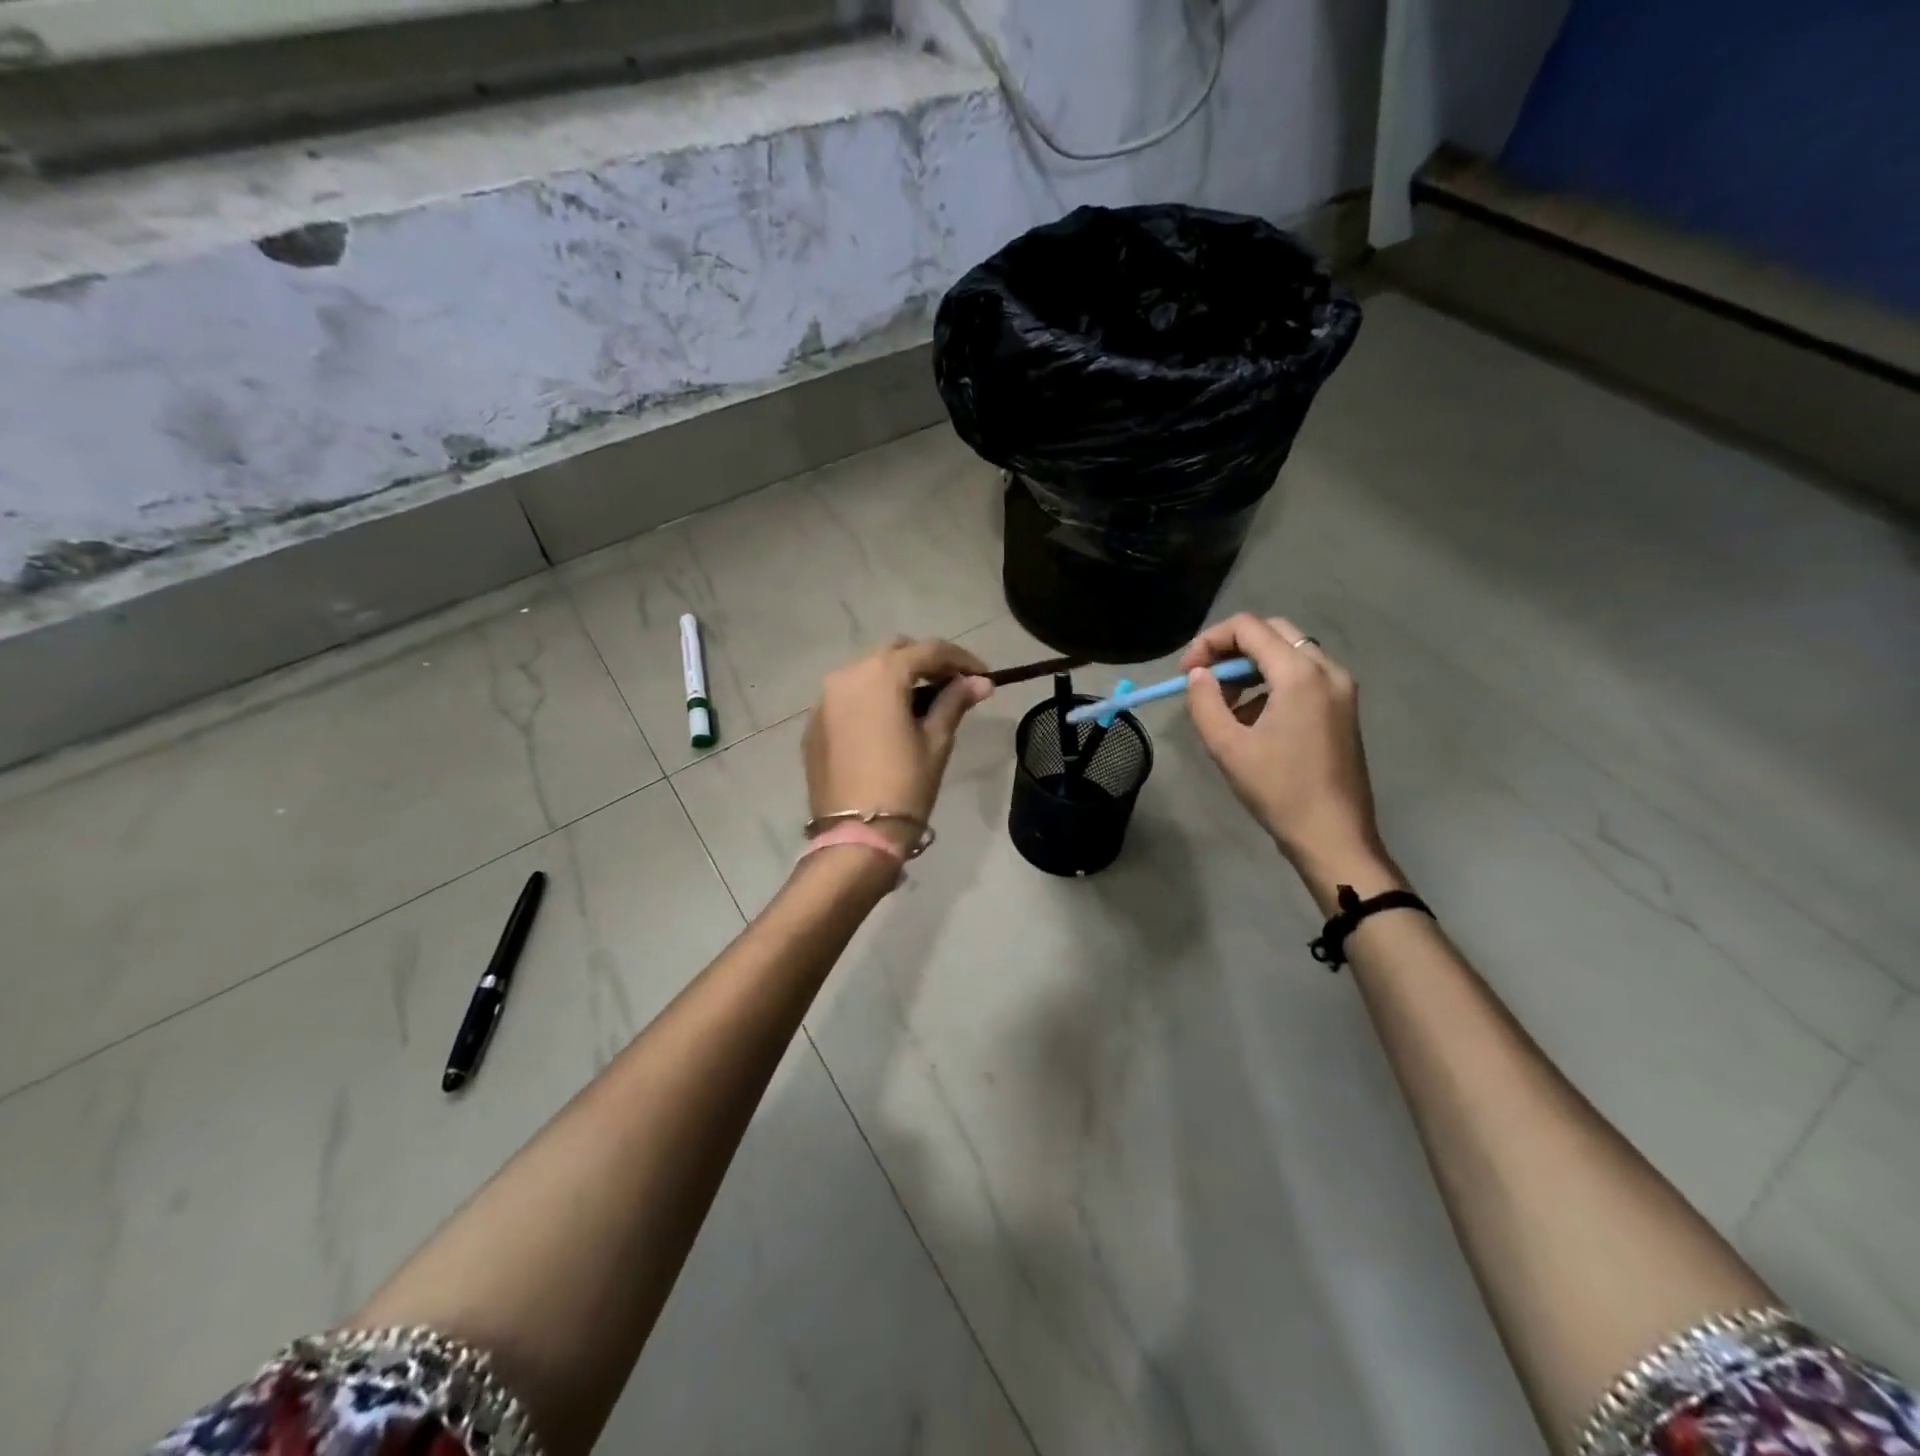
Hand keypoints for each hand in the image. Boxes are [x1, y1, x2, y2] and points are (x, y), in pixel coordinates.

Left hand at [802, 637, 993, 850]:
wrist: (856, 835)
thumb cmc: (905, 785)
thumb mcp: (936, 741)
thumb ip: (955, 702)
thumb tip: (980, 681)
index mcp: (880, 674)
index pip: (928, 650)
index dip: (961, 659)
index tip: (984, 676)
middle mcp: (846, 675)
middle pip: (894, 653)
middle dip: (925, 663)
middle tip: (953, 686)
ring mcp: (824, 700)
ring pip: (867, 672)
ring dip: (896, 679)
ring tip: (923, 704)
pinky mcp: (815, 724)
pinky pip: (848, 698)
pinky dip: (872, 699)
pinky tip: (890, 723)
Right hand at [1180, 614, 1388, 883]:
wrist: (1333, 835)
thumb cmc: (1278, 791)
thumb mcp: (1227, 746)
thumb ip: (1204, 702)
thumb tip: (1197, 675)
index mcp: (1299, 674)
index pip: (1248, 628)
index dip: (1209, 641)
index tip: (1185, 672)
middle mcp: (1326, 670)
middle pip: (1272, 633)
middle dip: (1231, 649)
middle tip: (1204, 680)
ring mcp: (1340, 689)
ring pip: (1288, 653)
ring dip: (1251, 667)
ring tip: (1225, 705)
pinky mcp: (1343, 708)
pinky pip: (1303, 676)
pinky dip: (1273, 684)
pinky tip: (1254, 721)